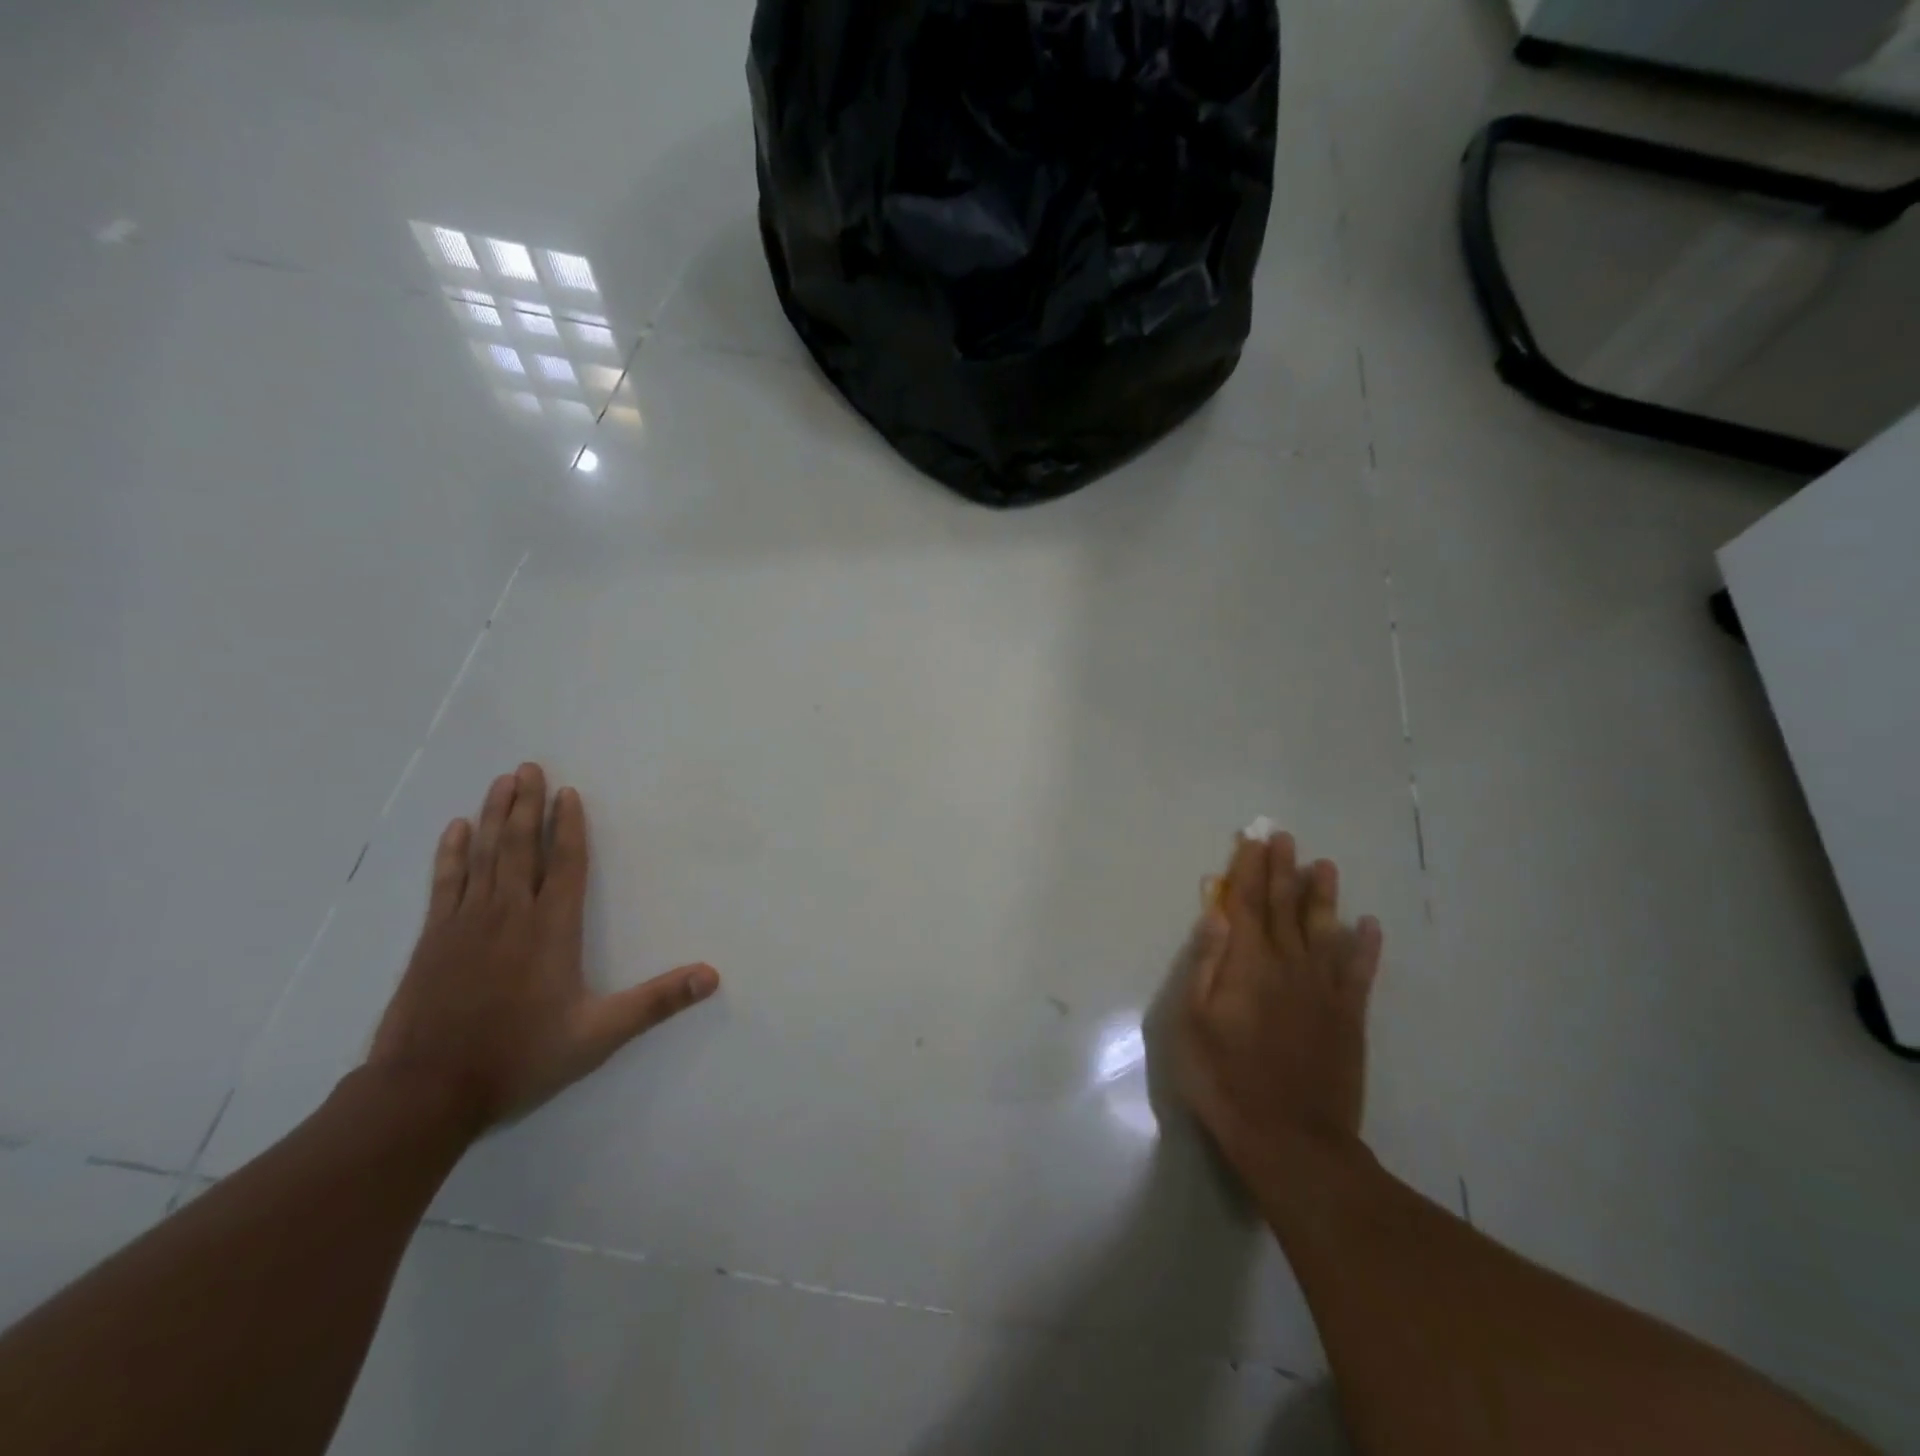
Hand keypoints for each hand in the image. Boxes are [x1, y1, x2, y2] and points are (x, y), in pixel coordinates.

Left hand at [367, 763, 718, 1133]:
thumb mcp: (599, 1035)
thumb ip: (656, 1001)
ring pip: (485, 855)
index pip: (566, 865)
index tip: (569, 793)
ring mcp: (467, 923)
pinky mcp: (434, 938)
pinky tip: (457, 829)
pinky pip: (446, 882)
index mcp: (552, 930)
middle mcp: (510, 914)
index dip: (570, 827)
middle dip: (528, 805)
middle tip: (529, 767)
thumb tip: (712, 975)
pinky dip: (452, 853)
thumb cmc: (521, 1057)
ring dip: (495, 816)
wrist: (427, 1092)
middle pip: (522, 847)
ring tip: (502, 782)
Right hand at [1172, 830, 1381, 1179]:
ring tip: (1325, 866)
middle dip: (1282, 870)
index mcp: (1248, 965)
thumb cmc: (1225, 1080)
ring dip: (1323, 896)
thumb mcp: (1191, 1022)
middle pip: (1283, 908)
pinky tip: (1369, 925)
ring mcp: (1323, 990)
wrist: (1291, 1140)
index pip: (1245, 904)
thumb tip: (1216, 915)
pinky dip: (1365, 946)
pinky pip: (1359, 971)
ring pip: (1324, 930)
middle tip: (1285, 838)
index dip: (1247, 870)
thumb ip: (1205, 964)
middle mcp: (1288, 966)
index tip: (1251, 840)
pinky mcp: (1348, 1017)